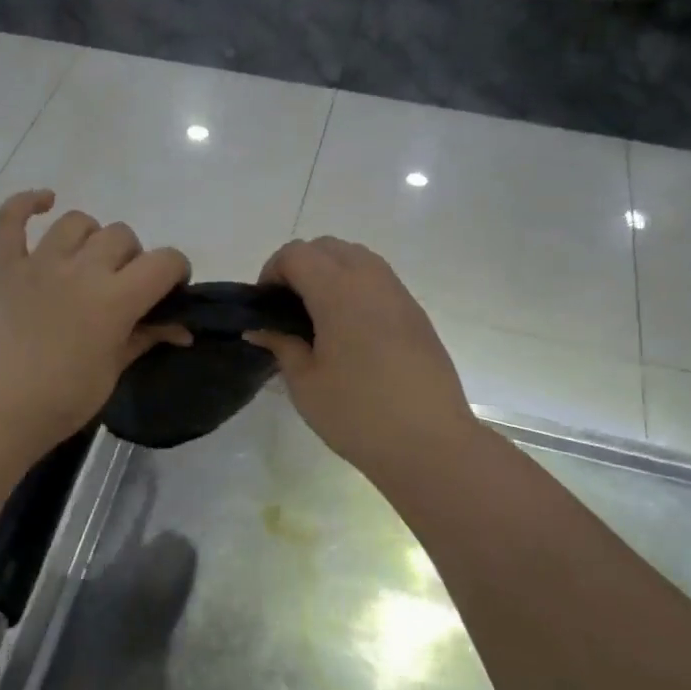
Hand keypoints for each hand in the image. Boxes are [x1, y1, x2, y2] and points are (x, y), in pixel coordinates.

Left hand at [0, 191, 190, 459]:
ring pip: (78, 222)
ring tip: (88, 263)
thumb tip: (182, 328)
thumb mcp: (113, 371)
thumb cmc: (62, 402)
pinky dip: (26, 203)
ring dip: (91, 238)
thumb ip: (146, 337)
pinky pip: (9, 219)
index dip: (175, 271)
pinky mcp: (3, 267)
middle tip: (122, 289)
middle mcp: (80, 269)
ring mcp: (38, 263)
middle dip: (132, 259)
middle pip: (122, 236)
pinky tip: (45, 202)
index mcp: (115, 298)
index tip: (169, 292)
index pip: (164, 261)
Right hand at [247, 238, 476, 487]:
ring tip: (316, 318)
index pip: (297, 254)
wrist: (429, 442)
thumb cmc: (357, 413)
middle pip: (328, 247)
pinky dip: (355, 289)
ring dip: (330, 273)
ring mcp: (399, 295)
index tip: (264, 305)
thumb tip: (260, 329)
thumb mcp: (305, 383)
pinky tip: (348, 332)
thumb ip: (281, 346)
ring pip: (358, 258)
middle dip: (300, 266)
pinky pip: (379, 281)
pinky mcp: (416, 315)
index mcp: (339, 292)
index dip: (272, 271)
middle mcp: (371, 281)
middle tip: (286, 307)